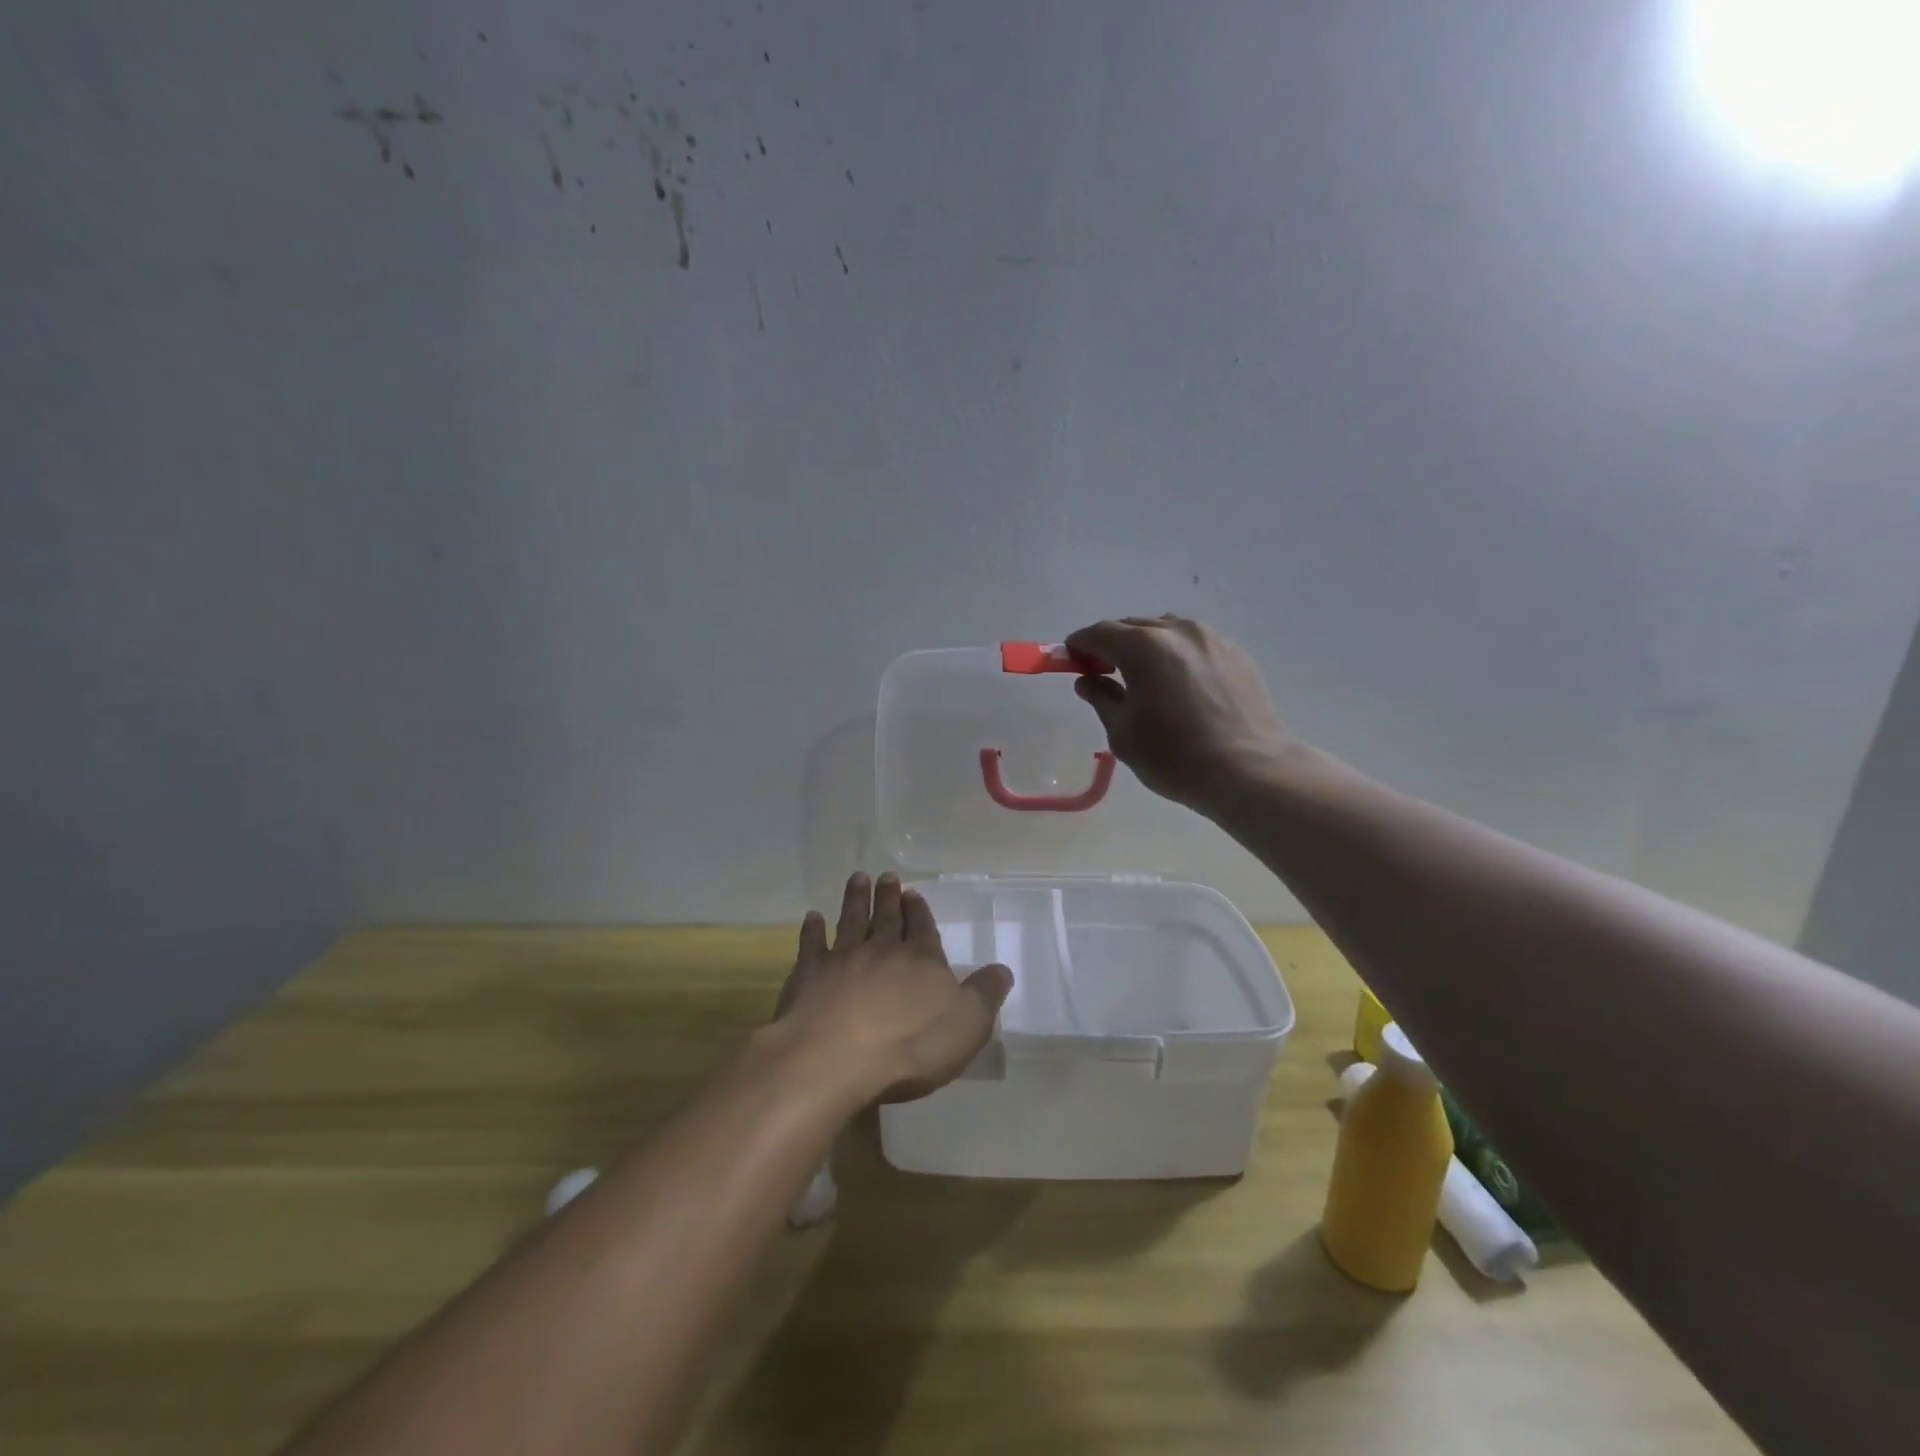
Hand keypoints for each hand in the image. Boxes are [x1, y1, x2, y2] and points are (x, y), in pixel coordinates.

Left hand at [773, 872, 1013, 1104]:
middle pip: (887, 918)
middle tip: (887, 877)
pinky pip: (812, 945)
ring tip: (858, 878)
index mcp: (922, 960)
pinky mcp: (809, 974)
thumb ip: (985, 995)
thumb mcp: (967, 1025)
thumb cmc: (910, 1045)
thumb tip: (1003, 969)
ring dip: (856, 900)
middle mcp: (882, 950)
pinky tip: (812, 917)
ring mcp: (843, 959)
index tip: (913, 893)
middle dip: (889, 897)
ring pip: (852, 921)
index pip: (923, 928)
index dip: (920, 911)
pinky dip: (812, 930)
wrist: (835, 1057)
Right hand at [1065, 615, 1291, 810]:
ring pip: (1168, 631)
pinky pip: (1196, 644)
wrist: (1250, 770)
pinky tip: (1180, 684)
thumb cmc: (1175, 756)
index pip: (1100, 633)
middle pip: (1134, 626)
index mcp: (1144, 647)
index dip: (1080, 643)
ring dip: (1148, 646)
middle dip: (1113, 644)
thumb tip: (1088, 681)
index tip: (1071, 658)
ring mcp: (1212, 639)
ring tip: (1145, 675)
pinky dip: (1178, 655)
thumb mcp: (1124, 733)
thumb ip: (1102, 698)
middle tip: (1103, 670)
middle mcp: (1178, 631)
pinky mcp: (1237, 654)